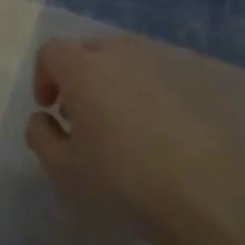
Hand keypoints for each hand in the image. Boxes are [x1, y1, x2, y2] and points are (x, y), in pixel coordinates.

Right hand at [25, 38, 244, 244]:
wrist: (203, 193)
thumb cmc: (120, 178)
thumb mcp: (63, 167)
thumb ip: (40, 135)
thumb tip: (43, 118)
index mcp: (84, 68)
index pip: (52, 51)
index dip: (44, 76)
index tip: (50, 108)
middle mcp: (121, 55)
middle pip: (89, 51)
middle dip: (77, 77)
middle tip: (80, 117)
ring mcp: (160, 66)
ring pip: (124, 63)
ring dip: (110, 83)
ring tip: (117, 125)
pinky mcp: (191, 84)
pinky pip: (154, 79)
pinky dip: (143, 95)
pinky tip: (152, 133)